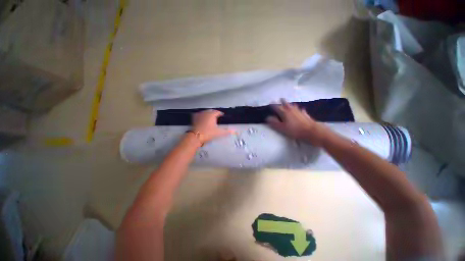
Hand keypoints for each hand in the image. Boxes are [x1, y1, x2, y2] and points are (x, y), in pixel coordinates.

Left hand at [192, 110, 234, 142]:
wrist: (196, 136)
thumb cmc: (208, 133)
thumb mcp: (219, 133)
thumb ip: (227, 131)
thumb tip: (235, 131)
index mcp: (212, 115)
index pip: (217, 112)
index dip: (220, 113)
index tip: (222, 115)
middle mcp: (206, 113)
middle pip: (211, 111)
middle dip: (214, 113)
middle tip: (217, 116)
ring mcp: (199, 115)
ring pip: (205, 112)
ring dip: (208, 113)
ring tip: (210, 116)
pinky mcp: (194, 118)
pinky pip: (198, 114)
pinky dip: (201, 115)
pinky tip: (201, 117)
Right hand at [266, 99, 328, 146]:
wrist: (311, 131)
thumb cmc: (294, 130)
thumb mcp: (282, 128)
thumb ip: (274, 123)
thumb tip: (267, 118)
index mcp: (285, 113)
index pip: (277, 107)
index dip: (273, 105)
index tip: (270, 103)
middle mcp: (292, 110)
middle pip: (286, 104)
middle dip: (283, 101)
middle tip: (281, 98)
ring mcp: (299, 112)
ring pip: (294, 106)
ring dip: (290, 104)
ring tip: (289, 103)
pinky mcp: (305, 115)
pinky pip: (301, 110)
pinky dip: (299, 109)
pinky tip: (301, 109)